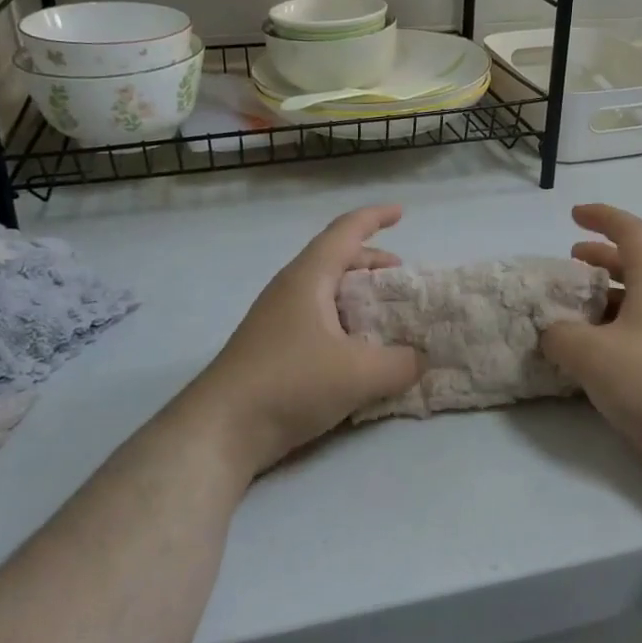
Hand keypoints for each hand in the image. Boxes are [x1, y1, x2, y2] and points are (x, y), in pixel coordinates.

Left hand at [183, 205, 423, 478]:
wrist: (221, 429)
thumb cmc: (290, 383)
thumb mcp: (359, 374)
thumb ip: (401, 363)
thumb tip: (420, 359)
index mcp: (309, 278)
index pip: (346, 231)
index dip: (375, 218)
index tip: (402, 213)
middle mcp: (291, 290)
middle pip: (336, 259)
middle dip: (372, 262)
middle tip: (402, 277)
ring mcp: (278, 320)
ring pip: (326, 292)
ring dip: (358, 295)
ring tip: (386, 315)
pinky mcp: (273, 349)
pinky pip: (318, 320)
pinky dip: (345, 323)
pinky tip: (359, 352)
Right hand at [540, 204, 641, 493]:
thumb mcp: (590, 352)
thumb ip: (560, 335)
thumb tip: (552, 334)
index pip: (631, 232)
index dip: (603, 217)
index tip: (573, 215)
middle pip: (634, 267)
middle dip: (600, 259)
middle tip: (569, 263)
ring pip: (632, 306)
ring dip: (600, 302)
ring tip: (566, 313)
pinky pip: (632, 341)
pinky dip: (605, 338)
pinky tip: (581, 358)